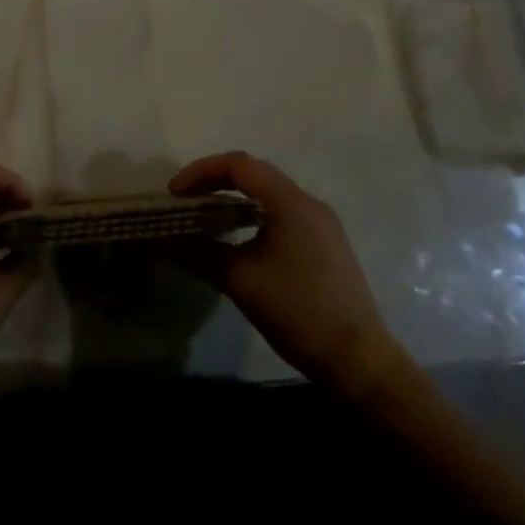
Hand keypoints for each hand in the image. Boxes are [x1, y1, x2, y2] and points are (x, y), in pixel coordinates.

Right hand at [170, 152, 408, 398]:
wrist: (357, 359)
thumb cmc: (297, 311)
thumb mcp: (240, 281)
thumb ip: (200, 253)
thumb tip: (166, 241)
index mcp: (290, 203)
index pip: (239, 165)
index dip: (201, 171)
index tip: (176, 194)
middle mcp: (309, 203)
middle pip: (256, 173)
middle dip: (216, 180)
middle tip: (187, 200)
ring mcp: (323, 223)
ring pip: (271, 193)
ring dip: (236, 197)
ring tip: (207, 217)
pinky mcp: (328, 243)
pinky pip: (285, 213)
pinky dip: (255, 214)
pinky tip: (241, 238)